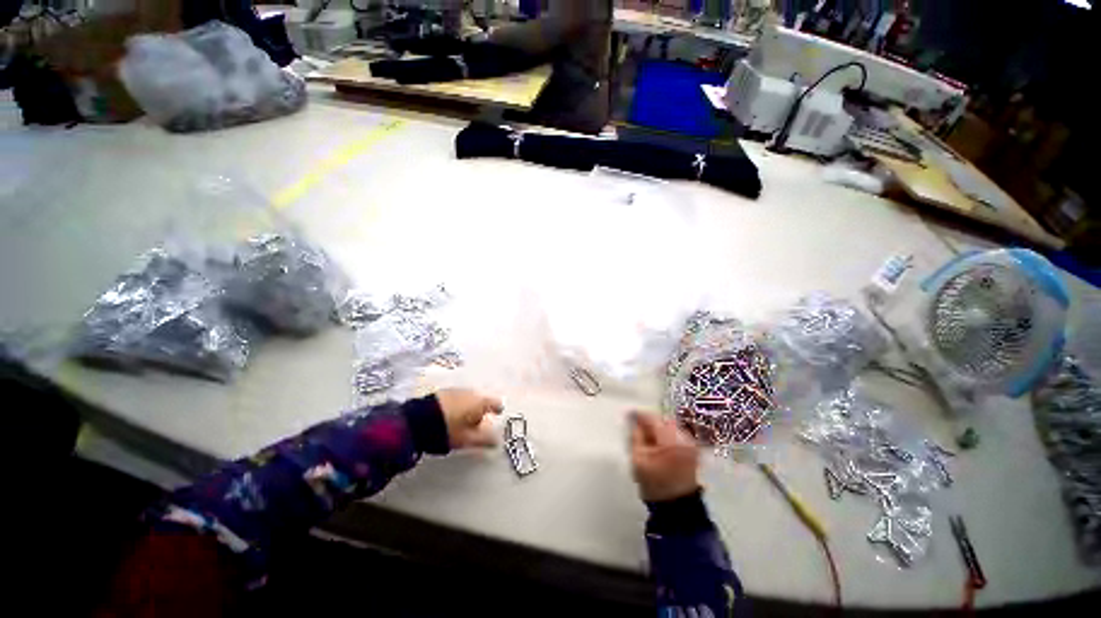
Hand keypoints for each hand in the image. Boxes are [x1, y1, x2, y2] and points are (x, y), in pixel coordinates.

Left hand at [436, 389, 503, 449]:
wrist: (417, 420)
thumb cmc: (448, 430)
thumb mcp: (468, 439)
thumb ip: (485, 439)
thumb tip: (499, 441)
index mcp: (480, 401)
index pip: (495, 403)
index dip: (497, 409)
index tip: (497, 414)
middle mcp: (470, 392)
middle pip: (481, 400)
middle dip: (480, 410)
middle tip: (478, 423)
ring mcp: (456, 390)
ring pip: (468, 398)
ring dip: (468, 407)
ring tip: (463, 420)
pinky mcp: (442, 392)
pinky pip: (456, 397)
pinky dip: (458, 404)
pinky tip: (451, 414)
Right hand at [629, 412, 699, 501]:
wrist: (676, 507)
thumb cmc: (654, 483)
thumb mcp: (638, 458)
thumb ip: (635, 435)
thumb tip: (632, 419)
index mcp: (671, 440)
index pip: (652, 419)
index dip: (638, 415)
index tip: (628, 414)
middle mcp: (684, 438)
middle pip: (662, 420)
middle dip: (649, 421)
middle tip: (636, 425)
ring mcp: (691, 444)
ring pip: (669, 426)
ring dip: (657, 427)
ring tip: (646, 435)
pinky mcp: (692, 450)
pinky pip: (676, 434)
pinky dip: (665, 435)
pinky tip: (656, 442)